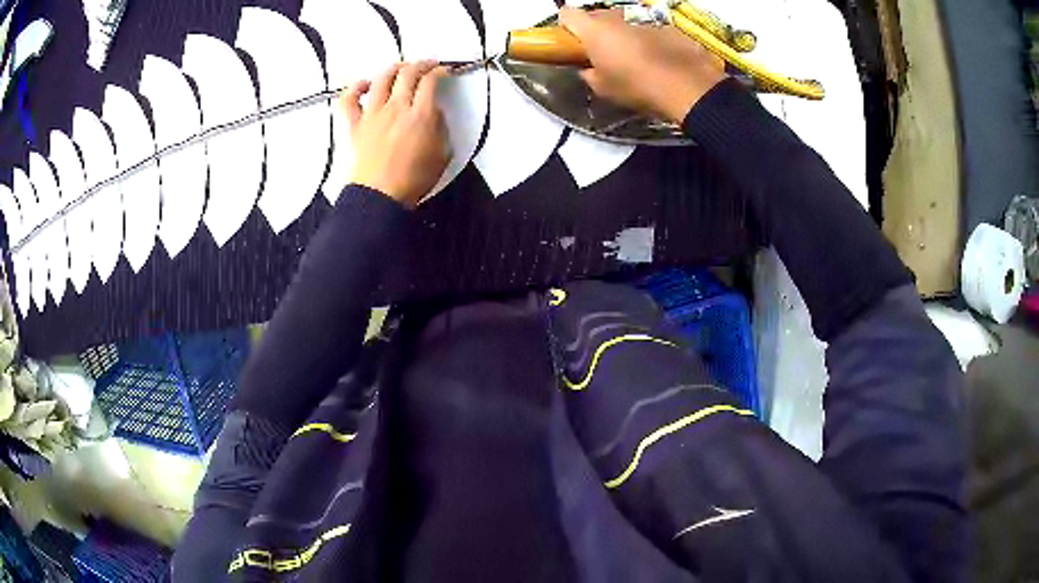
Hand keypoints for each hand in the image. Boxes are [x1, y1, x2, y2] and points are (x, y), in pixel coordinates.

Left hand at [343, 61, 450, 207]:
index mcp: (421, 115)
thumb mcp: (442, 154)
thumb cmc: (413, 180)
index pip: (431, 81)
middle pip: (408, 72)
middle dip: (421, 63)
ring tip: (401, 68)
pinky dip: (355, 87)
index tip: (445, 72)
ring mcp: (373, 114)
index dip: (440, 71)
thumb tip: (434, 112)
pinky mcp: (355, 125)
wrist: (380, 197)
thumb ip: (441, 128)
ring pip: (382, 78)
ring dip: (394, 68)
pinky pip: (349, 99)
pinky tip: (364, 84)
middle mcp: (397, 108)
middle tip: (428, 65)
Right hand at [559, 7, 725, 123]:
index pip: (567, 14)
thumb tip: (589, 69)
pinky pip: (649, 27)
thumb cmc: (638, 87)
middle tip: (604, 54)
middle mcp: (615, 16)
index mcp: (593, 29)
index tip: (573, 41)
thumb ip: (589, 73)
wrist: (688, 87)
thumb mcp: (604, 89)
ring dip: (624, 33)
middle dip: (597, 31)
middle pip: (597, 16)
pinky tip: (658, 58)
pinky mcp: (667, 24)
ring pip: (624, 21)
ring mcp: (643, 17)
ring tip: (635, 57)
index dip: (567, 26)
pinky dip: (648, 38)